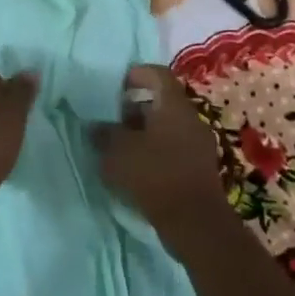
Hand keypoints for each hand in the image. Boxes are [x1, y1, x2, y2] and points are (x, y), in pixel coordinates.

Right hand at [92, 64, 227, 251]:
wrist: (194, 222)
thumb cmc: (155, 175)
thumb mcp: (118, 151)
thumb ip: (104, 133)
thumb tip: (95, 125)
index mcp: (173, 105)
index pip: (156, 74)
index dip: (135, 75)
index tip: (114, 88)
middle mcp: (190, 118)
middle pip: (161, 101)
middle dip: (134, 108)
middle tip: (111, 120)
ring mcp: (198, 144)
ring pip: (166, 126)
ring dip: (143, 132)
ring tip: (118, 147)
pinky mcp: (198, 168)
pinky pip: (173, 148)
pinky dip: (154, 151)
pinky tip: (135, 168)